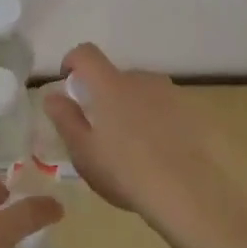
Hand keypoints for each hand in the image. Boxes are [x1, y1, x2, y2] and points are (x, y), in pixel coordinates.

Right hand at [41, 43, 229, 230]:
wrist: (188, 193)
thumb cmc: (125, 172)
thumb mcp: (83, 152)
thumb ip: (65, 119)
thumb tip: (53, 96)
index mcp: (110, 85)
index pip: (86, 54)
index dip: (73, 61)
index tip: (69, 83)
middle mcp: (141, 80)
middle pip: (116, 76)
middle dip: (105, 94)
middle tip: (102, 129)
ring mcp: (171, 94)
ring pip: (143, 92)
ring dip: (132, 106)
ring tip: (133, 143)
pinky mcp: (193, 113)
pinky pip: (166, 108)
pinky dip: (157, 119)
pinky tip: (159, 150)